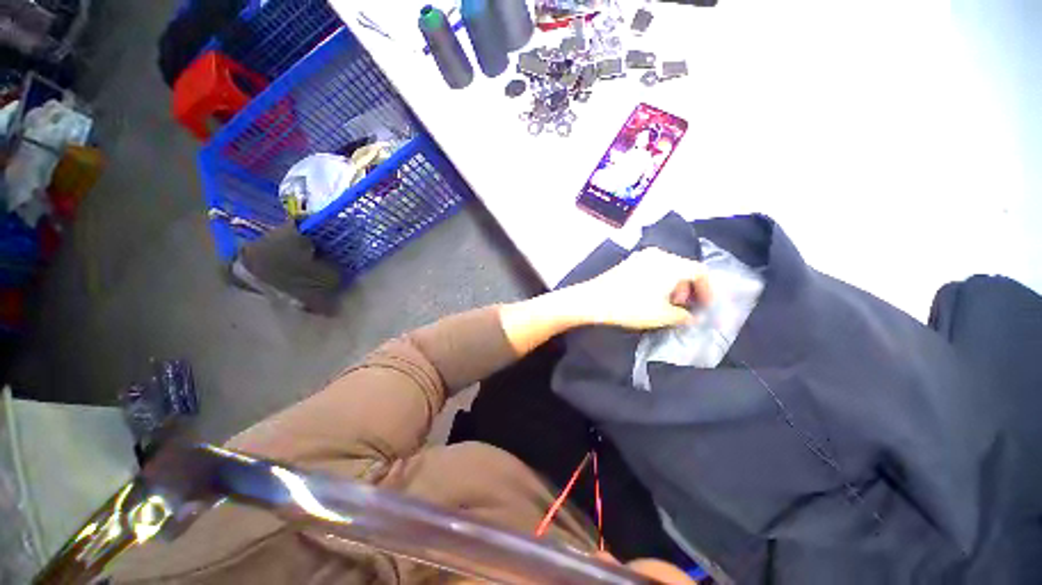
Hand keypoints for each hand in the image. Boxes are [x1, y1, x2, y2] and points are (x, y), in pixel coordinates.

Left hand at [499, 248, 710, 354]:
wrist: (593, 299)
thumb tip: (690, 316)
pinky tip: (651, 296)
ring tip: (667, 304)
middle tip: (684, 307)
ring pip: (668, 268)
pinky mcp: (629, 262)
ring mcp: (641, 257)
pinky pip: (654, 268)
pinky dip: (659, 281)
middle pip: (684, 268)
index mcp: (671, 264)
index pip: (701, 272)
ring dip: (674, 286)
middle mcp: (659, 255)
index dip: (709, 290)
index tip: (706, 306)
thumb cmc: (630, 307)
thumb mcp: (662, 315)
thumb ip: (683, 315)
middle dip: (689, 288)